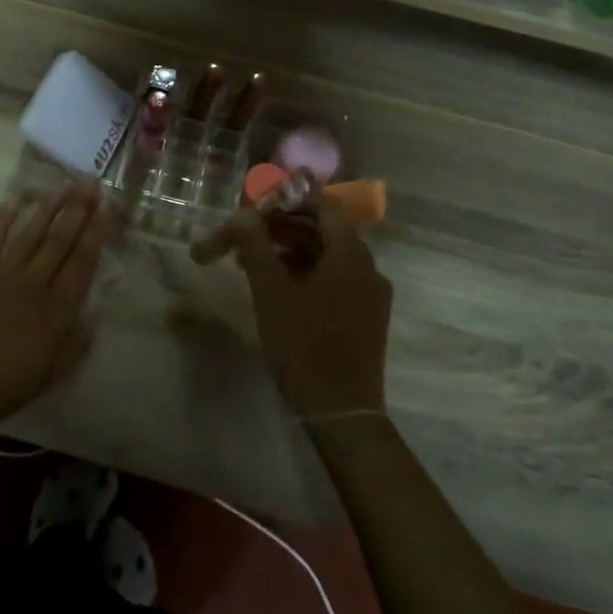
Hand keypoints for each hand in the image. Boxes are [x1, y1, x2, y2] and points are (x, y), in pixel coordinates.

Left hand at [0, 182, 113, 433]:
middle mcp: (31, 285)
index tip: (106, 209)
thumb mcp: (47, 376)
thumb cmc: (1, 388)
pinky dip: (2, 221)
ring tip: (65, 186)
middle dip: (77, 211)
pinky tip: (15, 200)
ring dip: (48, 209)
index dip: (95, 235)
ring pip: (29, 235)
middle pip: (59, 242)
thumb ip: (73, 347)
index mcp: (54, 312)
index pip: (80, 264)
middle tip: (91, 183)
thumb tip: (93, 318)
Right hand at [193, 204, 391, 416]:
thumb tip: (242, 214)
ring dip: (289, 253)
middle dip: (281, 229)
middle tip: (244, 239)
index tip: (255, 211)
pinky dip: (305, 275)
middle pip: (323, 231)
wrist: (341, 411)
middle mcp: (368, 268)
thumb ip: (256, 246)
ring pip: (327, 257)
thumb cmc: (303, 345)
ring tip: (251, 266)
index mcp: (350, 255)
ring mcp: (370, 294)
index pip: (321, 207)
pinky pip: (335, 280)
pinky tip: (277, 290)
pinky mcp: (366, 317)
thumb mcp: (271, 292)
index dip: (286, 202)